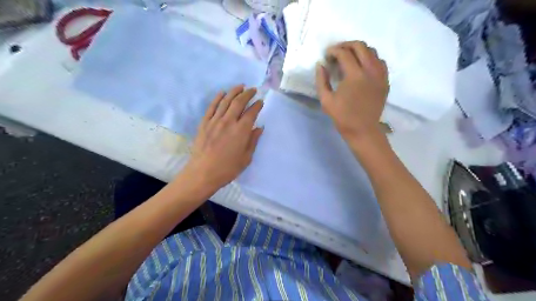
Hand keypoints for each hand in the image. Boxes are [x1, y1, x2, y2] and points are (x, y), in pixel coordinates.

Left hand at [183, 84, 264, 192]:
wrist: (203, 173)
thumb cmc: (228, 168)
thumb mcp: (246, 158)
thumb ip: (253, 141)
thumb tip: (259, 128)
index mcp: (241, 131)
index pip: (251, 112)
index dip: (257, 105)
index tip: (261, 101)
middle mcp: (229, 121)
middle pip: (239, 102)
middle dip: (247, 94)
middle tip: (253, 90)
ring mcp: (215, 121)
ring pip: (226, 101)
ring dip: (234, 91)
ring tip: (240, 86)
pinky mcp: (204, 123)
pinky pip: (212, 107)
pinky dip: (218, 98)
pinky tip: (222, 93)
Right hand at [315, 40, 386, 138]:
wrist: (363, 130)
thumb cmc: (342, 117)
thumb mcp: (326, 100)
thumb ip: (321, 80)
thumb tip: (320, 65)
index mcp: (355, 75)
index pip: (344, 53)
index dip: (333, 51)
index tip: (327, 55)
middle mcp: (370, 71)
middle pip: (360, 46)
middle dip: (346, 45)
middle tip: (337, 51)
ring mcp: (380, 75)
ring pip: (372, 51)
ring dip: (359, 50)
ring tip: (349, 57)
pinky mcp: (385, 81)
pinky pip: (380, 62)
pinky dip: (370, 59)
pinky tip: (363, 66)